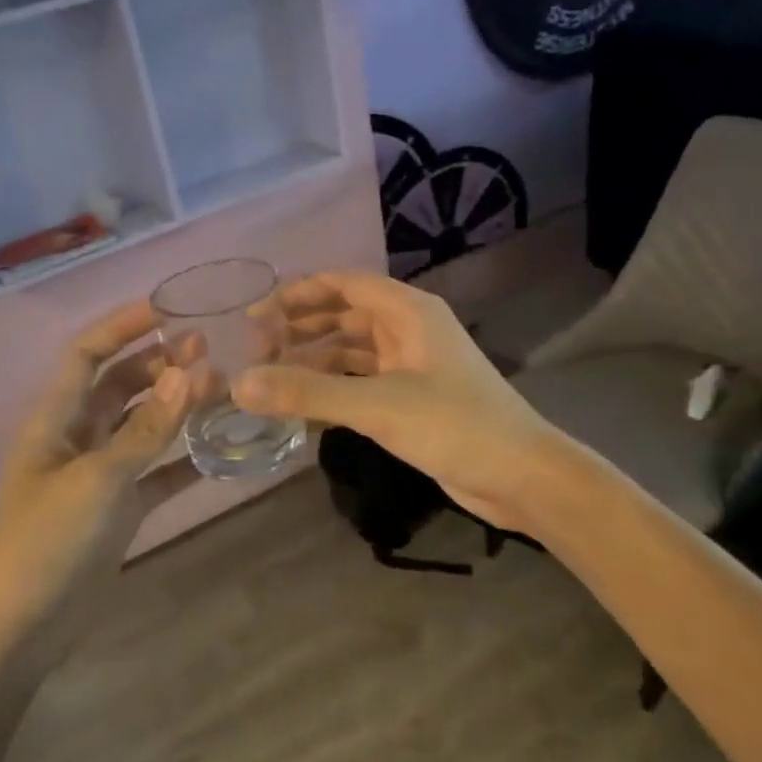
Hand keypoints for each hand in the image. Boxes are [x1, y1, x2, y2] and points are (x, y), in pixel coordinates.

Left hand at [0, 301, 198, 662]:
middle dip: (159, 363)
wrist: (18, 629)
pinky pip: (157, 473)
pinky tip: (222, 450)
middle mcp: (77, 438)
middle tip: (210, 348)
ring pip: (143, 427)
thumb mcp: (97, 480)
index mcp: (56, 419)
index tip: (169, 309)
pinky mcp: (119, 510)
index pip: (87, 354)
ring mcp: (100, 475)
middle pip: (120, 385)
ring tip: (222, 387)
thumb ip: (146, 429)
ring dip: (177, 407)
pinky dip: (184, 460)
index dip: (122, 326)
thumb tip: (189, 372)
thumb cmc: (45, 541)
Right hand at [235, 270, 563, 530]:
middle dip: (301, 327)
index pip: (343, 283)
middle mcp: (409, 329)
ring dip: (314, 359)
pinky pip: (362, 382)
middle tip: (257, 350)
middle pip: (344, 314)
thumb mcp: (377, 405)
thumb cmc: (455, 425)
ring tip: (271, 377)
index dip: (298, 293)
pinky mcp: (412, 398)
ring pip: (352, 351)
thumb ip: (307, 392)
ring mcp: (413, 365)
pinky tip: (303, 407)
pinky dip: (333, 388)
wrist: (522, 477)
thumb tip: (239, 383)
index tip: (257, 315)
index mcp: (408, 311)